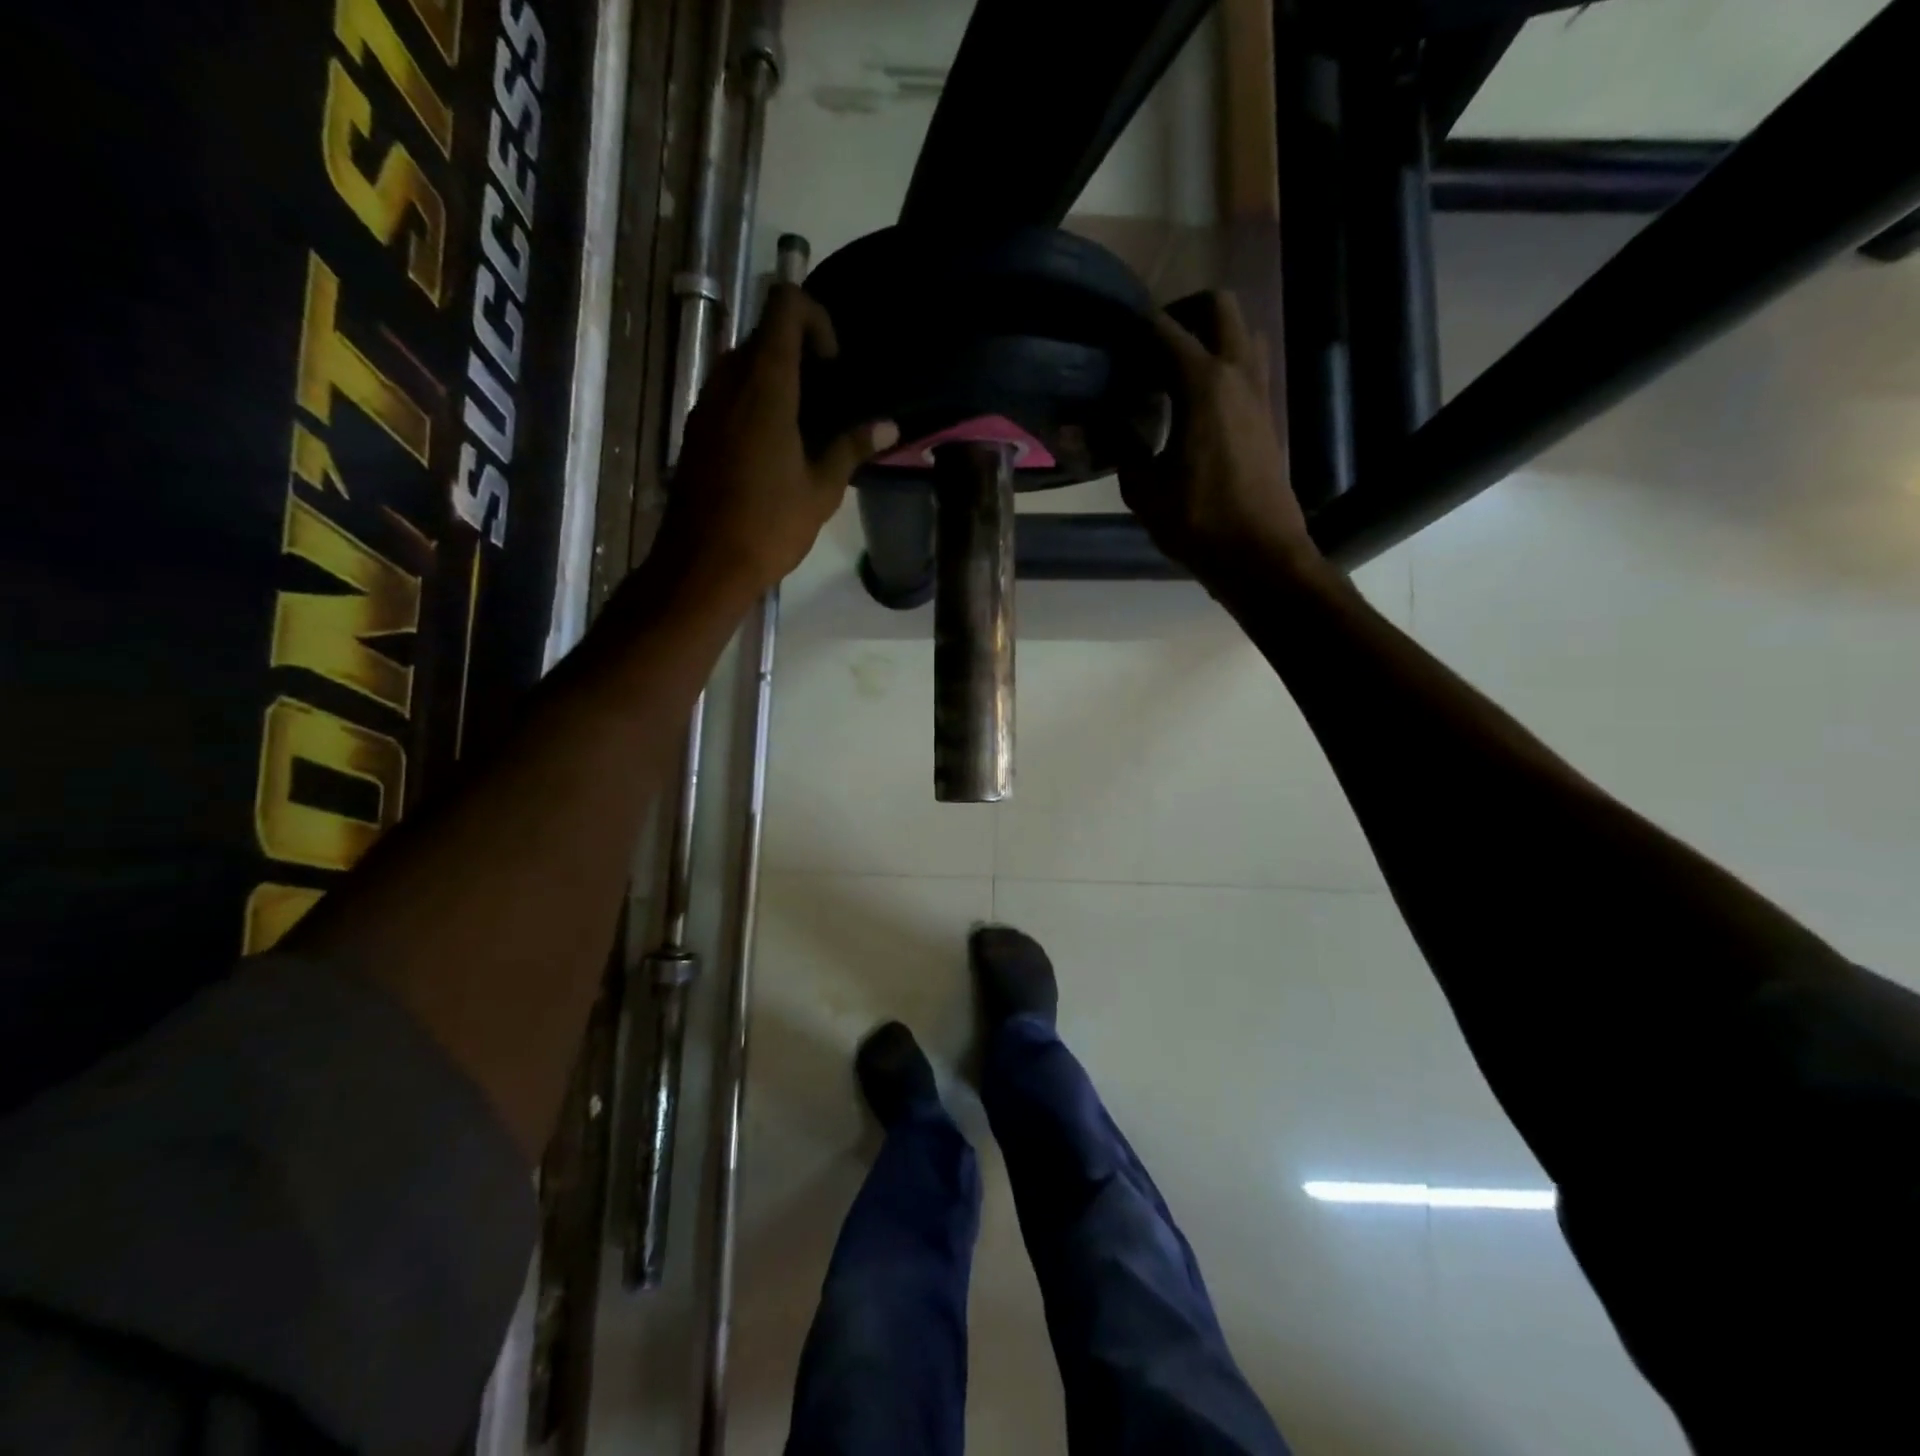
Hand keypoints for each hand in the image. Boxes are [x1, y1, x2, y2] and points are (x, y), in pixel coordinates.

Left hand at [659, 284, 896, 600]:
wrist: (703, 565)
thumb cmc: (769, 526)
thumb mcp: (821, 490)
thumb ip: (852, 448)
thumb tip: (889, 426)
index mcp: (765, 386)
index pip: (785, 306)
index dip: (815, 318)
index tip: (834, 364)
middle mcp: (728, 381)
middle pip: (764, 334)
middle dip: (800, 351)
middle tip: (828, 396)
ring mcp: (706, 404)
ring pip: (743, 364)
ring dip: (776, 378)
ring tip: (806, 423)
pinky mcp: (696, 430)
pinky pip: (728, 394)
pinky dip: (754, 400)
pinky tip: (775, 446)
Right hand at [1119, 291, 1321, 587]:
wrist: (1259, 554)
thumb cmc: (1197, 522)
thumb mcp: (1143, 488)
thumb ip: (1118, 445)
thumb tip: (1084, 422)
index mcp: (1204, 384)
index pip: (1165, 330)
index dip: (1133, 327)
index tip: (1108, 337)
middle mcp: (1237, 374)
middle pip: (1217, 307)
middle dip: (1181, 313)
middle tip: (1148, 346)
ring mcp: (1259, 392)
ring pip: (1242, 332)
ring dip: (1209, 336)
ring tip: (1173, 370)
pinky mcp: (1267, 415)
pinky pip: (1247, 365)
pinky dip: (1222, 364)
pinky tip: (1194, 403)